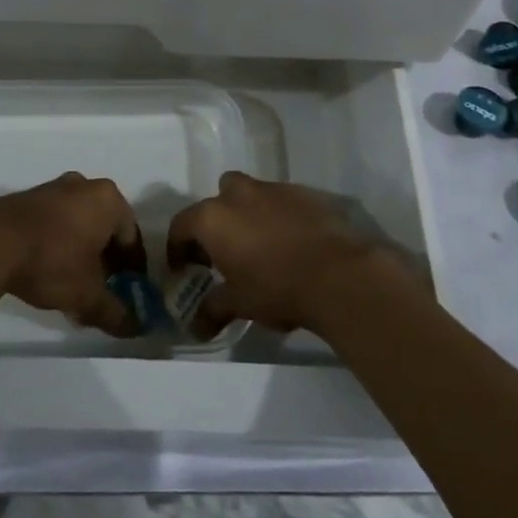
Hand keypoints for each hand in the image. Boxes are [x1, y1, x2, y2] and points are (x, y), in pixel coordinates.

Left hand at [0, 172, 143, 336]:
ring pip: (80, 224)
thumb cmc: (51, 261)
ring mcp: (54, 188)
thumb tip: (135, 328)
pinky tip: (49, 270)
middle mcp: (85, 186)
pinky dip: (60, 243)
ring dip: (82, 252)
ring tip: (74, 285)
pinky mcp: (28, 197)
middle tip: (102, 290)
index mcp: (109, 200)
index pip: (132, 238)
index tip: (129, 292)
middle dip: (106, 261)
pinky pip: (56, 221)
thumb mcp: (87, 294)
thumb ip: (115, 312)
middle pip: (106, 228)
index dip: (134, 269)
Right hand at [166, 171, 393, 338]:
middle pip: (218, 198)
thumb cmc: (277, 287)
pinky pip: (283, 202)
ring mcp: (274, 189)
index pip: (181, 225)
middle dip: (218, 220)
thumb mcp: (239, 304)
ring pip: (252, 195)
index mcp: (213, 218)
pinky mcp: (306, 193)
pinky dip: (280, 217)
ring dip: (250, 216)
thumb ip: (213, 310)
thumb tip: (195, 328)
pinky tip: (292, 244)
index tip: (183, 269)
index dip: (178, 248)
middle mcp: (239, 194)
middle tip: (224, 251)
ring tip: (261, 248)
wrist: (339, 274)